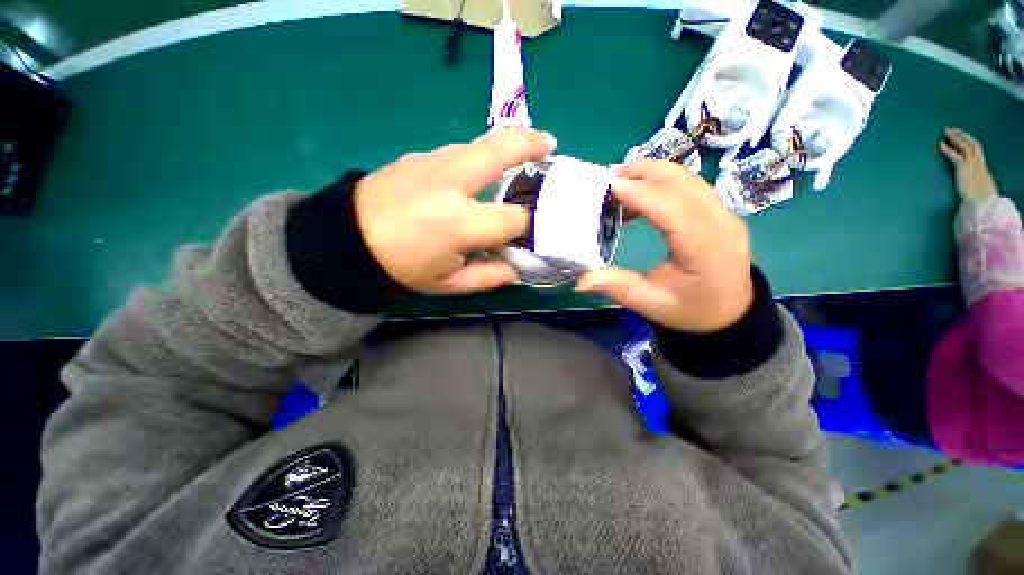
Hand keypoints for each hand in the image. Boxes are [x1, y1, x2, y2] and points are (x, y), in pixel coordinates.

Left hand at [354, 128, 556, 294]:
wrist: (348, 238)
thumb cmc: (403, 266)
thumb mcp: (449, 284)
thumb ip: (489, 277)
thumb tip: (518, 269)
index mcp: (460, 223)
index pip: (513, 218)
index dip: (527, 225)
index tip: (529, 229)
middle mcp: (452, 184)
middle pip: (502, 151)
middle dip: (531, 144)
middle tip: (551, 144)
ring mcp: (434, 162)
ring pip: (482, 143)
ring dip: (507, 144)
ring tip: (524, 150)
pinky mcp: (421, 155)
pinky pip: (461, 150)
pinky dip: (481, 154)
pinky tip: (482, 169)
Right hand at [575, 160, 752, 332]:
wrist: (729, 312)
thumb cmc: (690, 310)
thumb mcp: (651, 305)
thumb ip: (618, 288)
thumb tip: (581, 280)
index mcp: (707, 250)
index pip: (675, 210)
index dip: (642, 194)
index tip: (610, 186)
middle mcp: (721, 223)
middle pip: (683, 182)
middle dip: (644, 173)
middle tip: (608, 177)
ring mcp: (725, 213)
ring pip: (687, 178)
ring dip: (651, 173)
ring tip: (620, 181)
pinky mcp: (719, 210)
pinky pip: (689, 185)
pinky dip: (661, 181)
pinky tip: (640, 194)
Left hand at [939, 127, 997, 201]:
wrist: (983, 204)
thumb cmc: (981, 200)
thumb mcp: (980, 187)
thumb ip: (975, 182)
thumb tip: (971, 185)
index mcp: (983, 168)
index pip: (977, 149)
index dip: (969, 141)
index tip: (962, 135)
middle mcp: (979, 164)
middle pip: (971, 144)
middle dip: (962, 135)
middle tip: (951, 129)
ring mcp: (972, 165)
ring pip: (965, 146)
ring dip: (955, 138)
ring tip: (946, 132)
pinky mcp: (964, 170)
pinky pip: (956, 156)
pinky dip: (948, 149)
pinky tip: (940, 144)